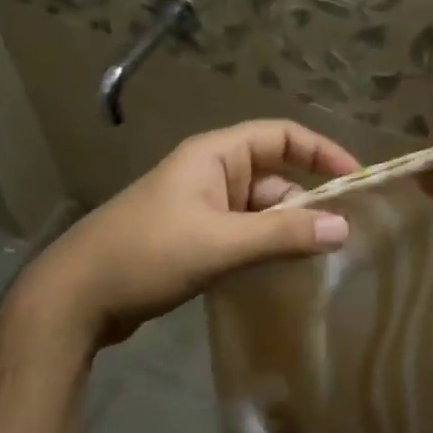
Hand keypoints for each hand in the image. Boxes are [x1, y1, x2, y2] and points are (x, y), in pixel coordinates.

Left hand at [15, 120, 357, 345]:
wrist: (77, 296)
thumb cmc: (149, 255)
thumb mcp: (221, 242)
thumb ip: (282, 233)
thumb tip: (343, 227)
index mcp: (214, 156)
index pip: (280, 136)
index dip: (321, 151)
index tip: (355, 180)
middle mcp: (210, 173)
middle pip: (274, 176)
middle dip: (306, 203)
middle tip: (339, 239)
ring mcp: (199, 207)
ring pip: (258, 210)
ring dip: (285, 231)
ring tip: (317, 262)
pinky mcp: (192, 238)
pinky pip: (241, 233)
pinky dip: (263, 247)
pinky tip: (281, 273)